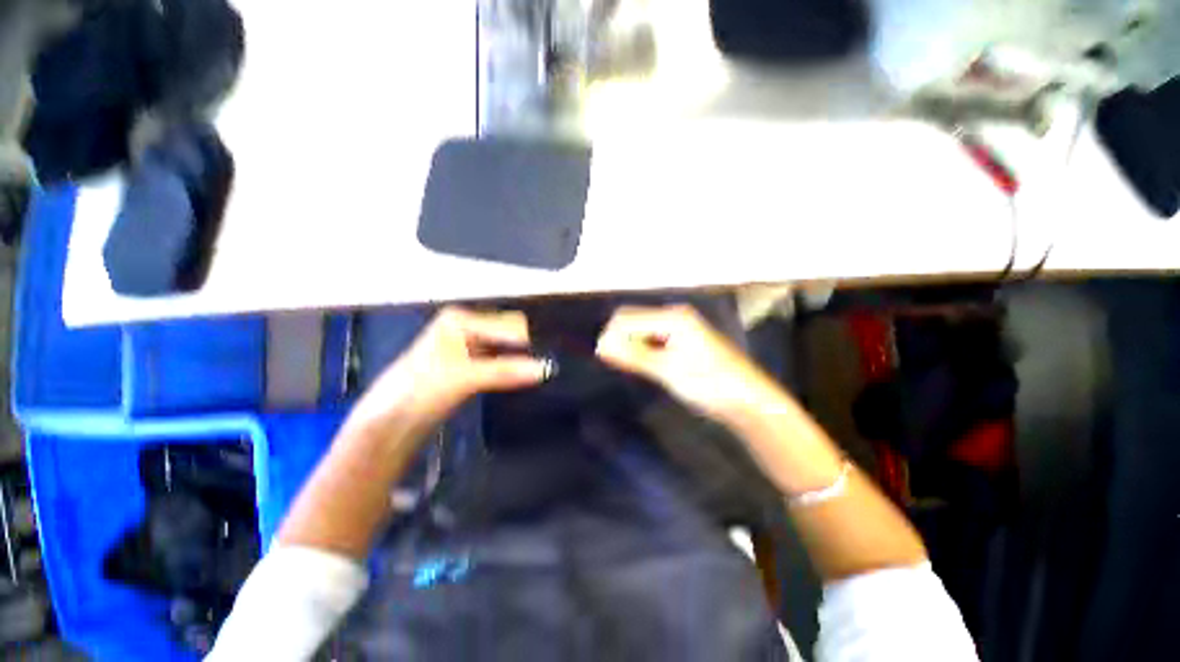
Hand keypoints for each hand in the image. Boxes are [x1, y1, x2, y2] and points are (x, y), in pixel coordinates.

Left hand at [348, 307, 547, 434]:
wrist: (389, 425)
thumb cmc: (419, 391)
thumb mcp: (464, 378)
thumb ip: (506, 371)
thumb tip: (545, 368)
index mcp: (461, 319)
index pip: (508, 324)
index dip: (529, 341)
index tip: (550, 359)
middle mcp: (466, 328)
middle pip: (509, 333)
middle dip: (528, 348)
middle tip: (549, 365)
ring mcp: (468, 347)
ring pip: (507, 348)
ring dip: (523, 360)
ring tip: (544, 372)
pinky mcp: (471, 367)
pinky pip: (501, 362)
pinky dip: (514, 370)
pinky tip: (527, 378)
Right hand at [595, 305, 781, 426]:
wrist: (747, 401)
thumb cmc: (709, 383)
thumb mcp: (667, 370)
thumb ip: (633, 355)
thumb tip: (601, 344)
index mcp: (672, 318)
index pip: (628, 318)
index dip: (611, 336)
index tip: (601, 357)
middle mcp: (675, 317)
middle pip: (634, 321)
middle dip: (620, 338)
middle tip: (615, 363)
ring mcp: (680, 329)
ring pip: (643, 332)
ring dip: (631, 346)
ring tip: (629, 367)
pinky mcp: (683, 342)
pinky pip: (653, 340)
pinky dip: (643, 351)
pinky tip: (645, 366)